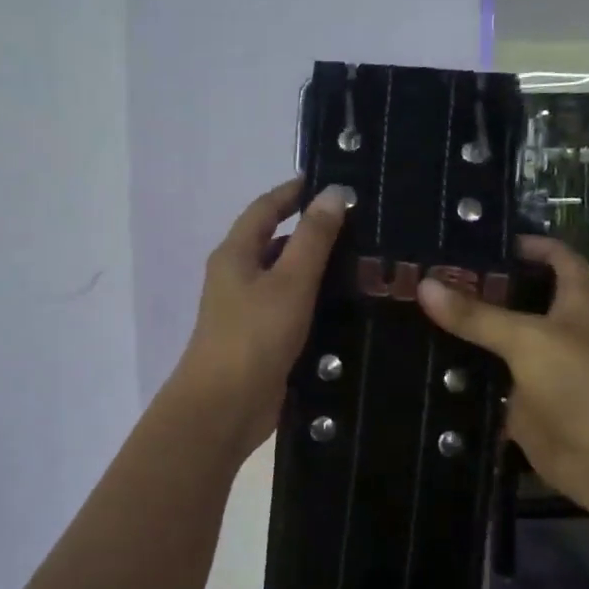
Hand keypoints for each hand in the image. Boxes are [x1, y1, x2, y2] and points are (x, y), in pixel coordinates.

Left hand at [172, 179, 348, 453]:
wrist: (224, 407)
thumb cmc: (253, 336)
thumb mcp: (289, 281)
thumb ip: (313, 238)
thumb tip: (333, 192)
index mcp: (235, 254)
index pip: (265, 208)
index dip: (293, 191)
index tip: (329, 180)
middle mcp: (237, 277)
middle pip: (275, 242)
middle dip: (312, 231)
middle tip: (360, 225)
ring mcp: (248, 311)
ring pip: (286, 278)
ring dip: (317, 268)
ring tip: (364, 262)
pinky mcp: (262, 340)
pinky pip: (291, 309)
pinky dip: (315, 301)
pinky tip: (349, 306)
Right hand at [418, 237, 588, 512]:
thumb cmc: (582, 385)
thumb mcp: (529, 340)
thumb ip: (476, 315)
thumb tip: (424, 285)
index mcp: (578, 301)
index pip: (555, 256)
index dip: (524, 243)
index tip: (475, 238)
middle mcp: (560, 328)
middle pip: (518, 297)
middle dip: (480, 286)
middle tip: (427, 273)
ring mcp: (541, 366)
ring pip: (498, 338)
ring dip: (466, 328)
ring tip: (414, 308)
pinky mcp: (522, 400)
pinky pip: (488, 377)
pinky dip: (462, 369)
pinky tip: (424, 358)